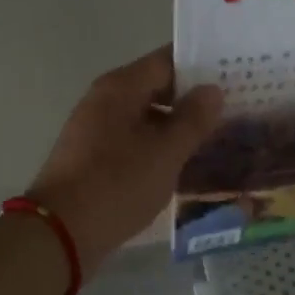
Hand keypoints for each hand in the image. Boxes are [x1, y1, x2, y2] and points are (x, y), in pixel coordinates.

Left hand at [25, 47, 223, 273]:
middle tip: (232, 109)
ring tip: (215, 138)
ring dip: (176, 126)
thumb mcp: (165, 153)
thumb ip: (192, 119)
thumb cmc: (117, 184)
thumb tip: (213, 90)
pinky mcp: (92, 158)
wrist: (61, 233)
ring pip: (145, 117)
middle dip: (191, 99)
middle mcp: (104, 100)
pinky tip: (182, 164)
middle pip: (155, 87)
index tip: (233, 75)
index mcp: (120, 88)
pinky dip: (157, 146)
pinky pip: (132, 141)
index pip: (166, 61)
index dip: (200, 66)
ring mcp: (95, 130)